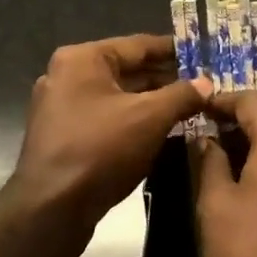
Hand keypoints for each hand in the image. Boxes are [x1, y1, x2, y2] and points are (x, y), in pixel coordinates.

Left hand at [3, 34, 209, 256]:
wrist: (50, 211)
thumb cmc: (100, 150)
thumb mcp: (150, 117)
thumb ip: (182, 95)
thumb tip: (206, 83)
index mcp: (82, 59)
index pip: (139, 45)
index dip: (175, 50)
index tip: (203, 54)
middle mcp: (67, 76)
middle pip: (128, 71)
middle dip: (166, 79)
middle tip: (203, 85)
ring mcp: (62, 108)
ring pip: (119, 98)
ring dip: (152, 103)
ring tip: (190, 108)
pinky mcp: (64, 137)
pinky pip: (107, 119)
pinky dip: (134, 122)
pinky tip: (163, 131)